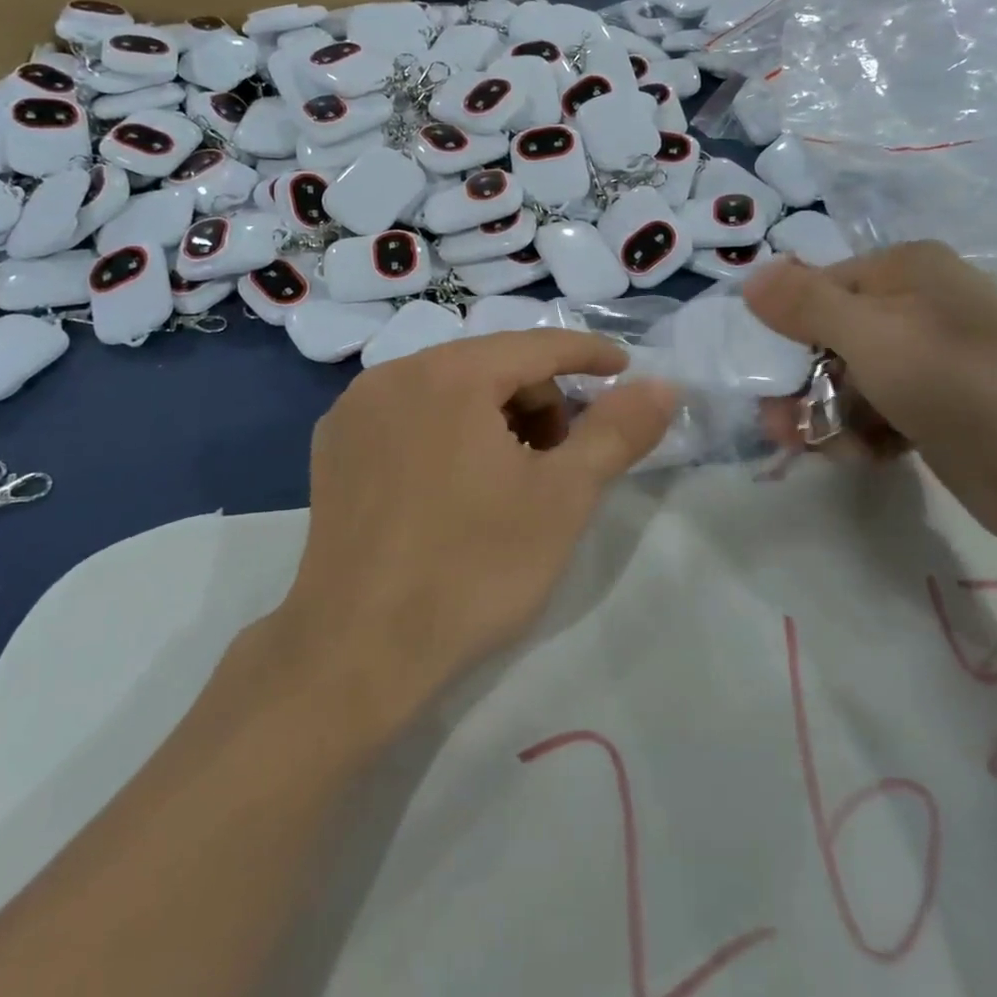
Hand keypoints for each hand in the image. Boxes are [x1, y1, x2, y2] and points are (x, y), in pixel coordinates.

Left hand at [282, 331, 675, 733]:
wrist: (357, 651)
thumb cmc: (473, 569)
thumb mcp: (563, 498)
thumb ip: (617, 431)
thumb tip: (663, 385)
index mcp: (448, 374)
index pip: (537, 345)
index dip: (590, 355)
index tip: (626, 370)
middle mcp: (393, 374)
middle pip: (491, 365)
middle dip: (540, 400)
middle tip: (561, 461)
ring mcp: (355, 410)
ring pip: (448, 388)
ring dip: (494, 416)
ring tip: (511, 480)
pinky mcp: (334, 446)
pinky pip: (409, 414)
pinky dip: (447, 431)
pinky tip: (455, 488)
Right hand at [744, 247, 996, 565]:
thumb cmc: (965, 388)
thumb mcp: (874, 338)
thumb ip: (805, 305)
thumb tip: (750, 275)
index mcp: (907, 271)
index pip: (817, 288)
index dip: (784, 330)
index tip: (765, 377)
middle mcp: (918, 307)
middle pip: (827, 339)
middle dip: (800, 384)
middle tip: (781, 427)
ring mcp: (931, 361)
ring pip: (847, 381)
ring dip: (825, 415)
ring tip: (821, 449)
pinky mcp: (938, 410)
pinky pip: (876, 412)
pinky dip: (860, 434)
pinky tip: (863, 457)